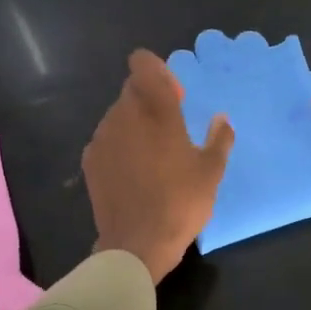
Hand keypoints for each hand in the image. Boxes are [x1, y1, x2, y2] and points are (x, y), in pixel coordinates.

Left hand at [83, 50, 234, 283]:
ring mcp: (102, 137)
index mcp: (156, 111)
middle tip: (172, 128)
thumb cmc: (181, 203)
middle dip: (151, 99)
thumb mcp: (211, 172)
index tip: (174, 94)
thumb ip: (219, 138)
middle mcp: (124, 115)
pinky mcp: (90, 160)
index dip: (157, 71)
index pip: (143, 65)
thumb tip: (221, 119)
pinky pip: (107, 138)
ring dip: (135, 123)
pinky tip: (135, 171)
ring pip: (118, 114)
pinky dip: (121, 144)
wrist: (136, 244)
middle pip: (132, 89)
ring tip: (153, 154)